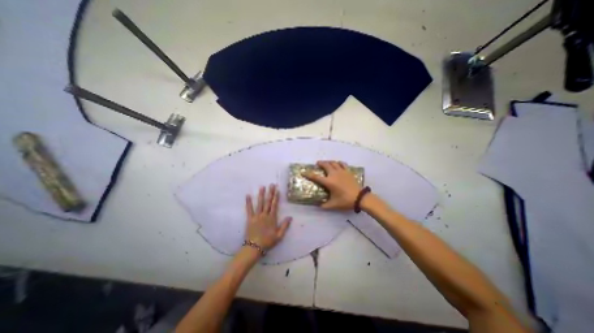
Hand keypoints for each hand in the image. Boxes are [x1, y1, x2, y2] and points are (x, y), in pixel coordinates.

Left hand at [245, 184, 293, 251]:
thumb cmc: (268, 241)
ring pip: (260, 203)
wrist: (255, 247)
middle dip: (270, 193)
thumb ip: (285, 226)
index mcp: (272, 218)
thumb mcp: (279, 236)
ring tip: (262, 187)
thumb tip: (290, 217)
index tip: (277, 190)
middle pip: (268, 202)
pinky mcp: (250, 219)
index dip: (276, 197)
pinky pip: (249, 209)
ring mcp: (257, 216)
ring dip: (261, 195)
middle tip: (271, 185)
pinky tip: (248, 195)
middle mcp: (265, 215)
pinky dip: (248, 202)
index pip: (275, 205)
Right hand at [306, 160, 362, 208]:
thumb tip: (318, 206)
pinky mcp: (348, 171)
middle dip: (320, 163)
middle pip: (325, 165)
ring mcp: (342, 171)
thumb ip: (324, 205)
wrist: (360, 197)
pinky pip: (342, 164)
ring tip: (326, 163)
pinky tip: (337, 164)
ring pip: (333, 163)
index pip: (316, 177)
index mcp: (329, 182)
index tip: (303, 172)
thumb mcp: (333, 205)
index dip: (308, 174)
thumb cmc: (345, 201)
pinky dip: (338, 163)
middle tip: (317, 164)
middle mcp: (334, 174)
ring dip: (328, 162)